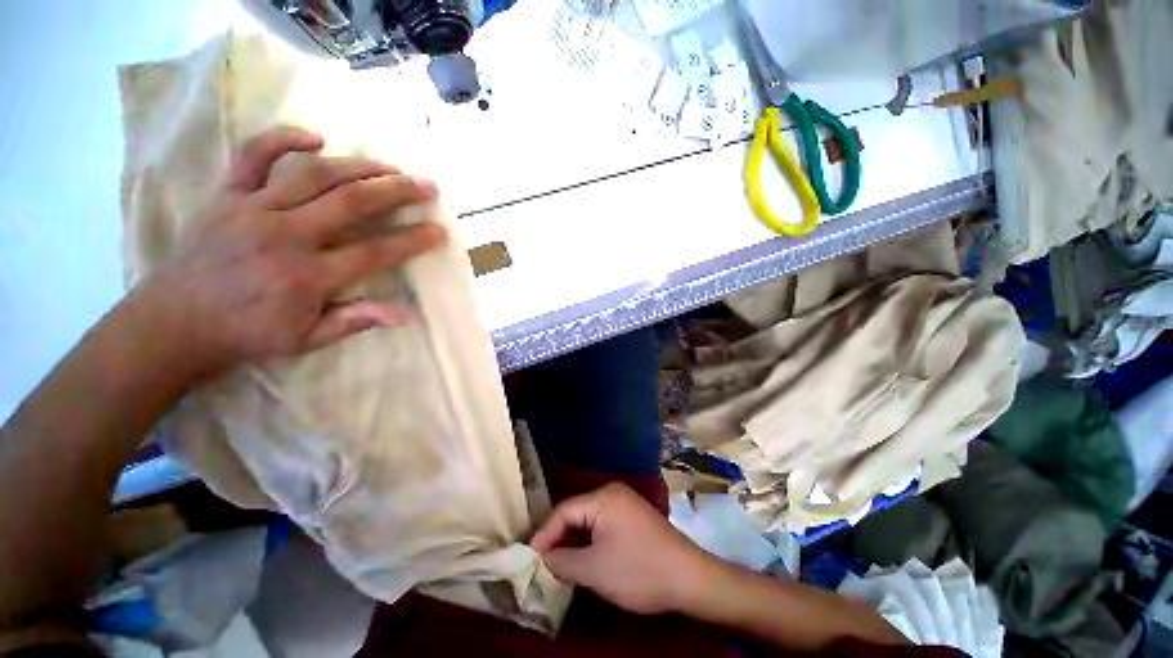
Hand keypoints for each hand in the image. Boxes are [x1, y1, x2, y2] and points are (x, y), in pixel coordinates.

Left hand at [137, 126, 445, 374]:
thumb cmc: (249, 333)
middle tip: (426, 186)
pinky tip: (317, 138)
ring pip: (314, 174)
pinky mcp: (227, 194)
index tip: (439, 230)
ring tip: (390, 166)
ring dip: (359, 166)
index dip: (412, 240)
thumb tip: (407, 316)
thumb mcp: (307, 340)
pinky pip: (253, 155)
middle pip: (352, 202)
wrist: (175, 321)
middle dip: (396, 192)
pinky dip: (283, 138)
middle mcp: (285, 235)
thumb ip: (357, 321)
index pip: (375, 252)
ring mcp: (253, 208)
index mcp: (308, 276)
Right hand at [530, 482, 714, 614]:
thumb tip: (541, 558)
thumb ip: (562, 561)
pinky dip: (589, 541)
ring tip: (558, 564)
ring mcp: (624, 503)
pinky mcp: (632, 517)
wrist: (689, 578)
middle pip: (575, 513)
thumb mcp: (594, 570)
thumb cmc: (638, 570)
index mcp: (603, 497)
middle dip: (558, 538)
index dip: (544, 535)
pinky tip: (583, 559)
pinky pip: (602, 525)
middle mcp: (612, 493)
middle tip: (542, 563)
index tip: (529, 558)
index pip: (563, 511)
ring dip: (573, 542)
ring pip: (588, 520)